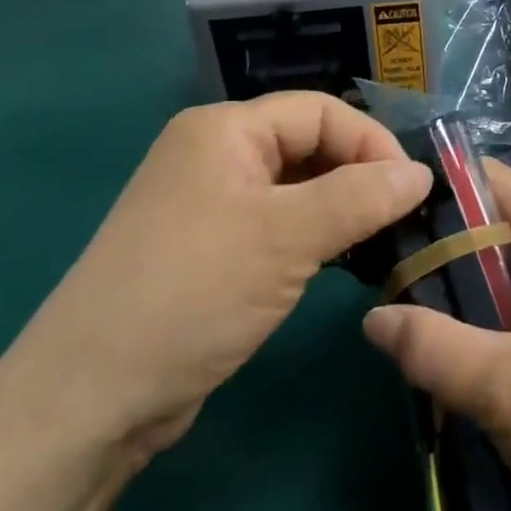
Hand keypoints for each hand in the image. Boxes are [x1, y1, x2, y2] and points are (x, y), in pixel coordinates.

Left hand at [4, 93, 431, 460]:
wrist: (89, 399)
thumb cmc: (192, 293)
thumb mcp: (286, 238)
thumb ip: (360, 197)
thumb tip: (421, 174)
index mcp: (224, 129)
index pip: (319, 111)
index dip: (370, 143)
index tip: (413, 190)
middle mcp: (214, 154)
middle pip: (307, 145)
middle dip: (357, 176)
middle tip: (402, 220)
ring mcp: (208, 203)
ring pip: (294, 188)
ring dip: (338, 209)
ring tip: (379, 243)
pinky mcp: (209, 250)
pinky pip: (275, 224)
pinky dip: (312, 237)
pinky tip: (338, 264)